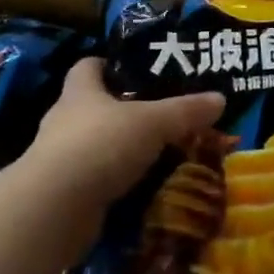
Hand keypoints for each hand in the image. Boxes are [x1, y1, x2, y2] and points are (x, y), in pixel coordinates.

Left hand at [27, 58, 226, 210]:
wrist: (53, 210)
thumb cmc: (100, 145)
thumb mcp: (153, 123)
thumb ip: (185, 111)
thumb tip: (220, 98)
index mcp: (80, 92)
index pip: (87, 66)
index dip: (108, 64)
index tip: (135, 70)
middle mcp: (64, 121)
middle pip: (93, 107)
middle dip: (123, 111)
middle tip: (159, 116)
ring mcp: (60, 160)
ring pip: (95, 147)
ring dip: (120, 151)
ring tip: (157, 154)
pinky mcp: (63, 195)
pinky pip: (95, 182)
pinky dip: (115, 185)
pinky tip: (142, 190)